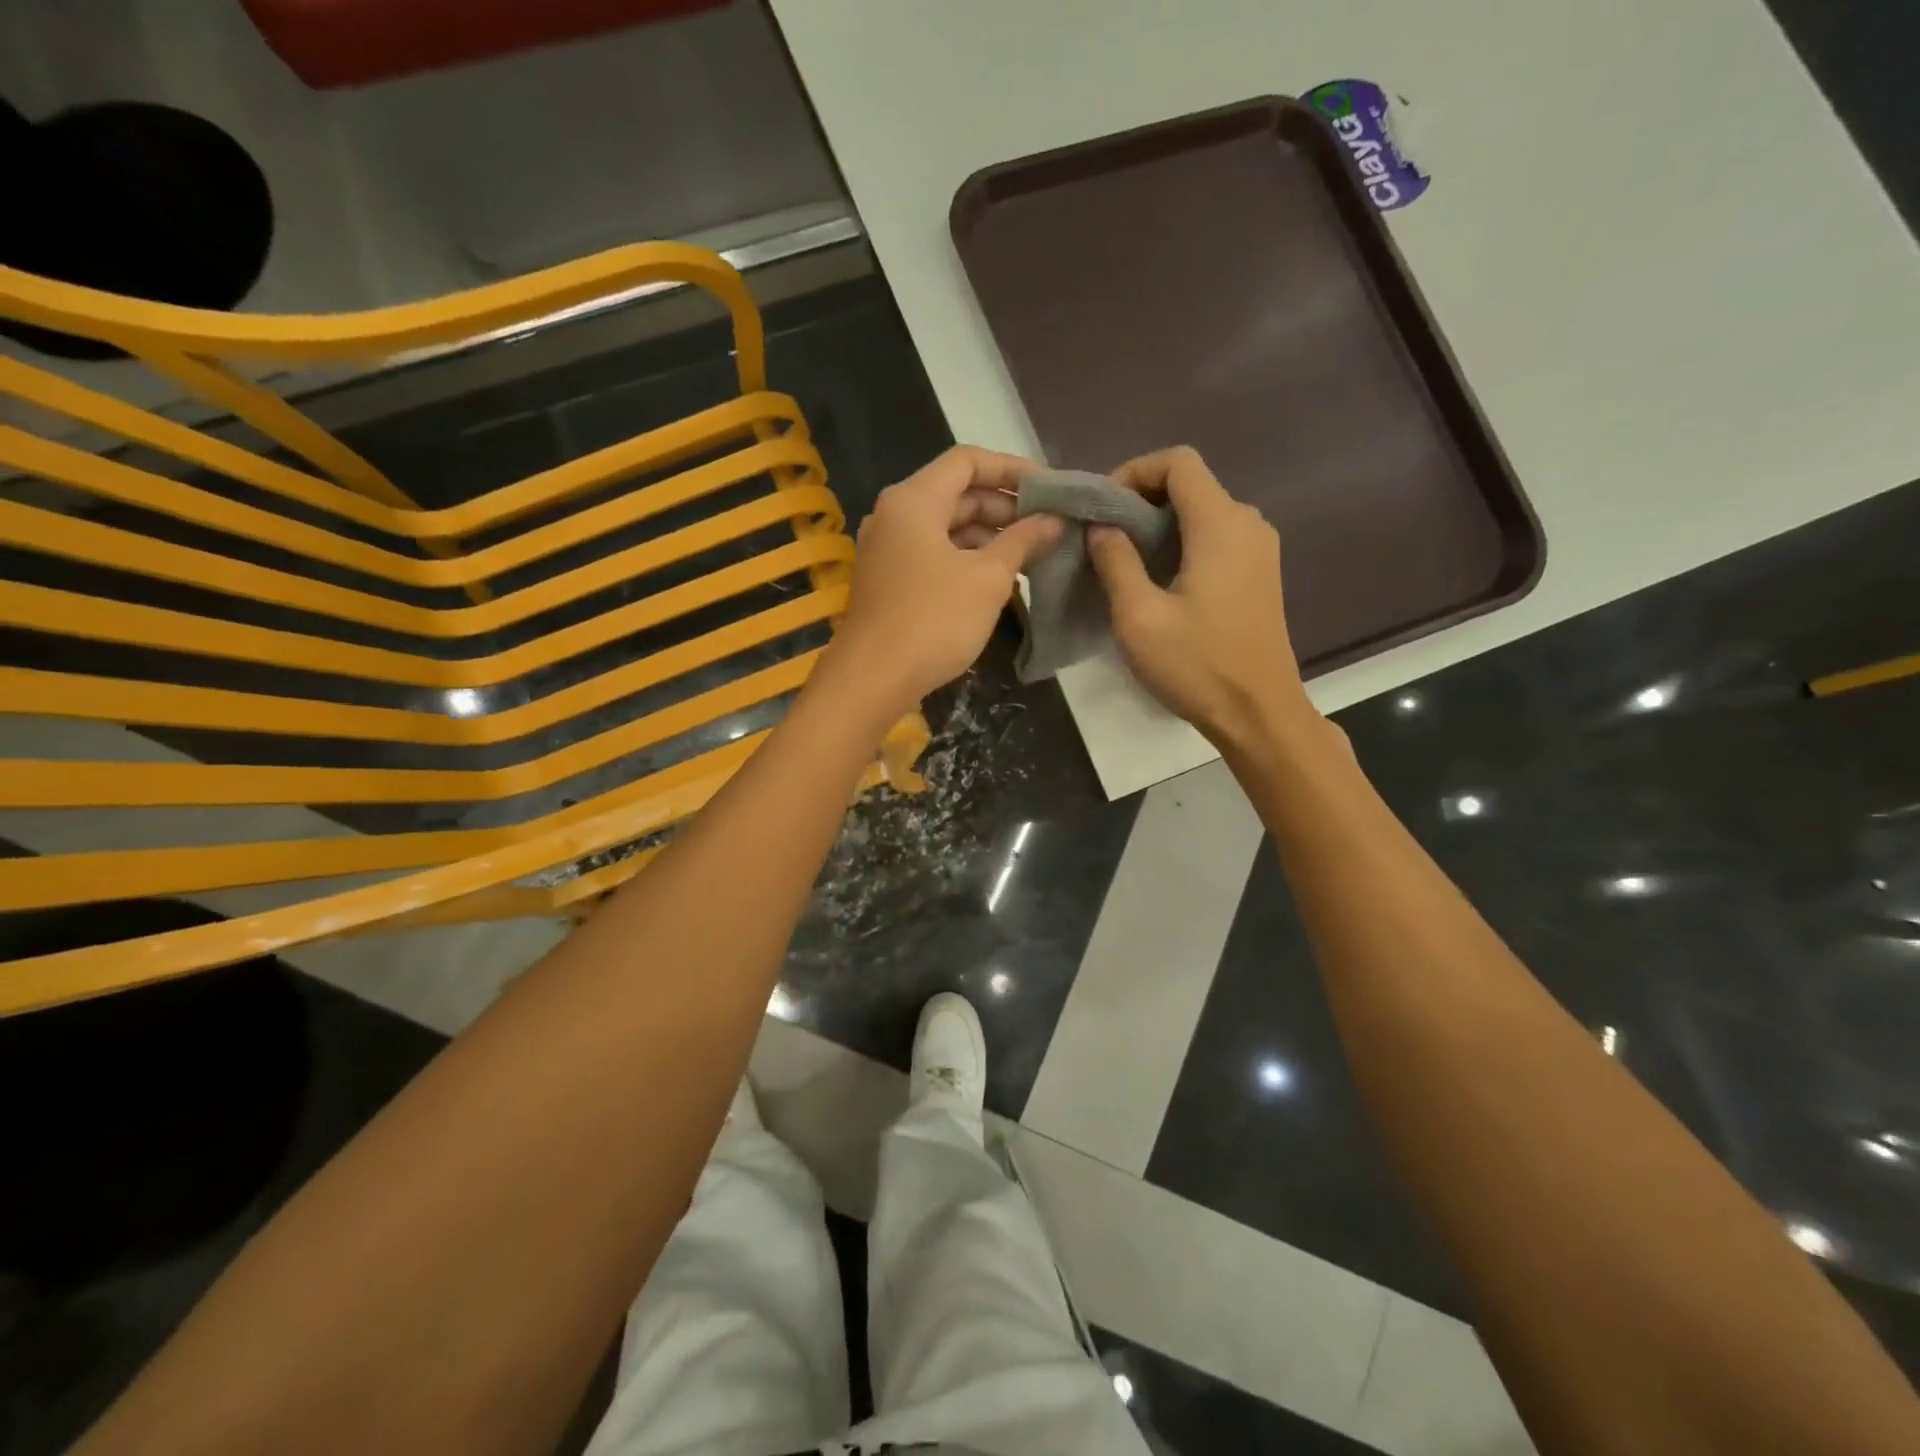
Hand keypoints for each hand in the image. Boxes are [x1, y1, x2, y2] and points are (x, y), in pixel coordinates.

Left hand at [824, 446, 1062, 715]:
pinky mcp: (889, 579)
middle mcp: (895, 515)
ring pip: (946, 527)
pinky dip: (967, 559)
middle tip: (1048, 525)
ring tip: (1032, 555)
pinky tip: (999, 580)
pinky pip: (934, 554)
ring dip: (989, 536)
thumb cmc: (934, 620)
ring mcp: (888, 549)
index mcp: (914, 500)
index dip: (1011, 469)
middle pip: (957, 493)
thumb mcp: (988, 578)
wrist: (873, 679)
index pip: (967, 461)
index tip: (1050, 488)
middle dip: (1005, 507)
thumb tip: (1054, 520)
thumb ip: (1023, 541)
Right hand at [1086, 447, 1317, 750]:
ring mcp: (1259, 549)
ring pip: (1202, 512)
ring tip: (1122, 560)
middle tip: (1103, 537)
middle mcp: (1247, 524)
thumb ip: (1116, 562)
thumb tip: (1101, 527)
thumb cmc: (1197, 665)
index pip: (1178, 462)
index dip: (1134, 471)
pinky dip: (1181, 543)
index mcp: (1221, 524)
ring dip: (1159, 525)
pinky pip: (1216, 537)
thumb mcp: (1139, 616)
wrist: (1259, 713)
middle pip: (1191, 484)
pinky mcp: (1259, 573)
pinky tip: (1157, 580)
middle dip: (1141, 500)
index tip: (1102, 508)